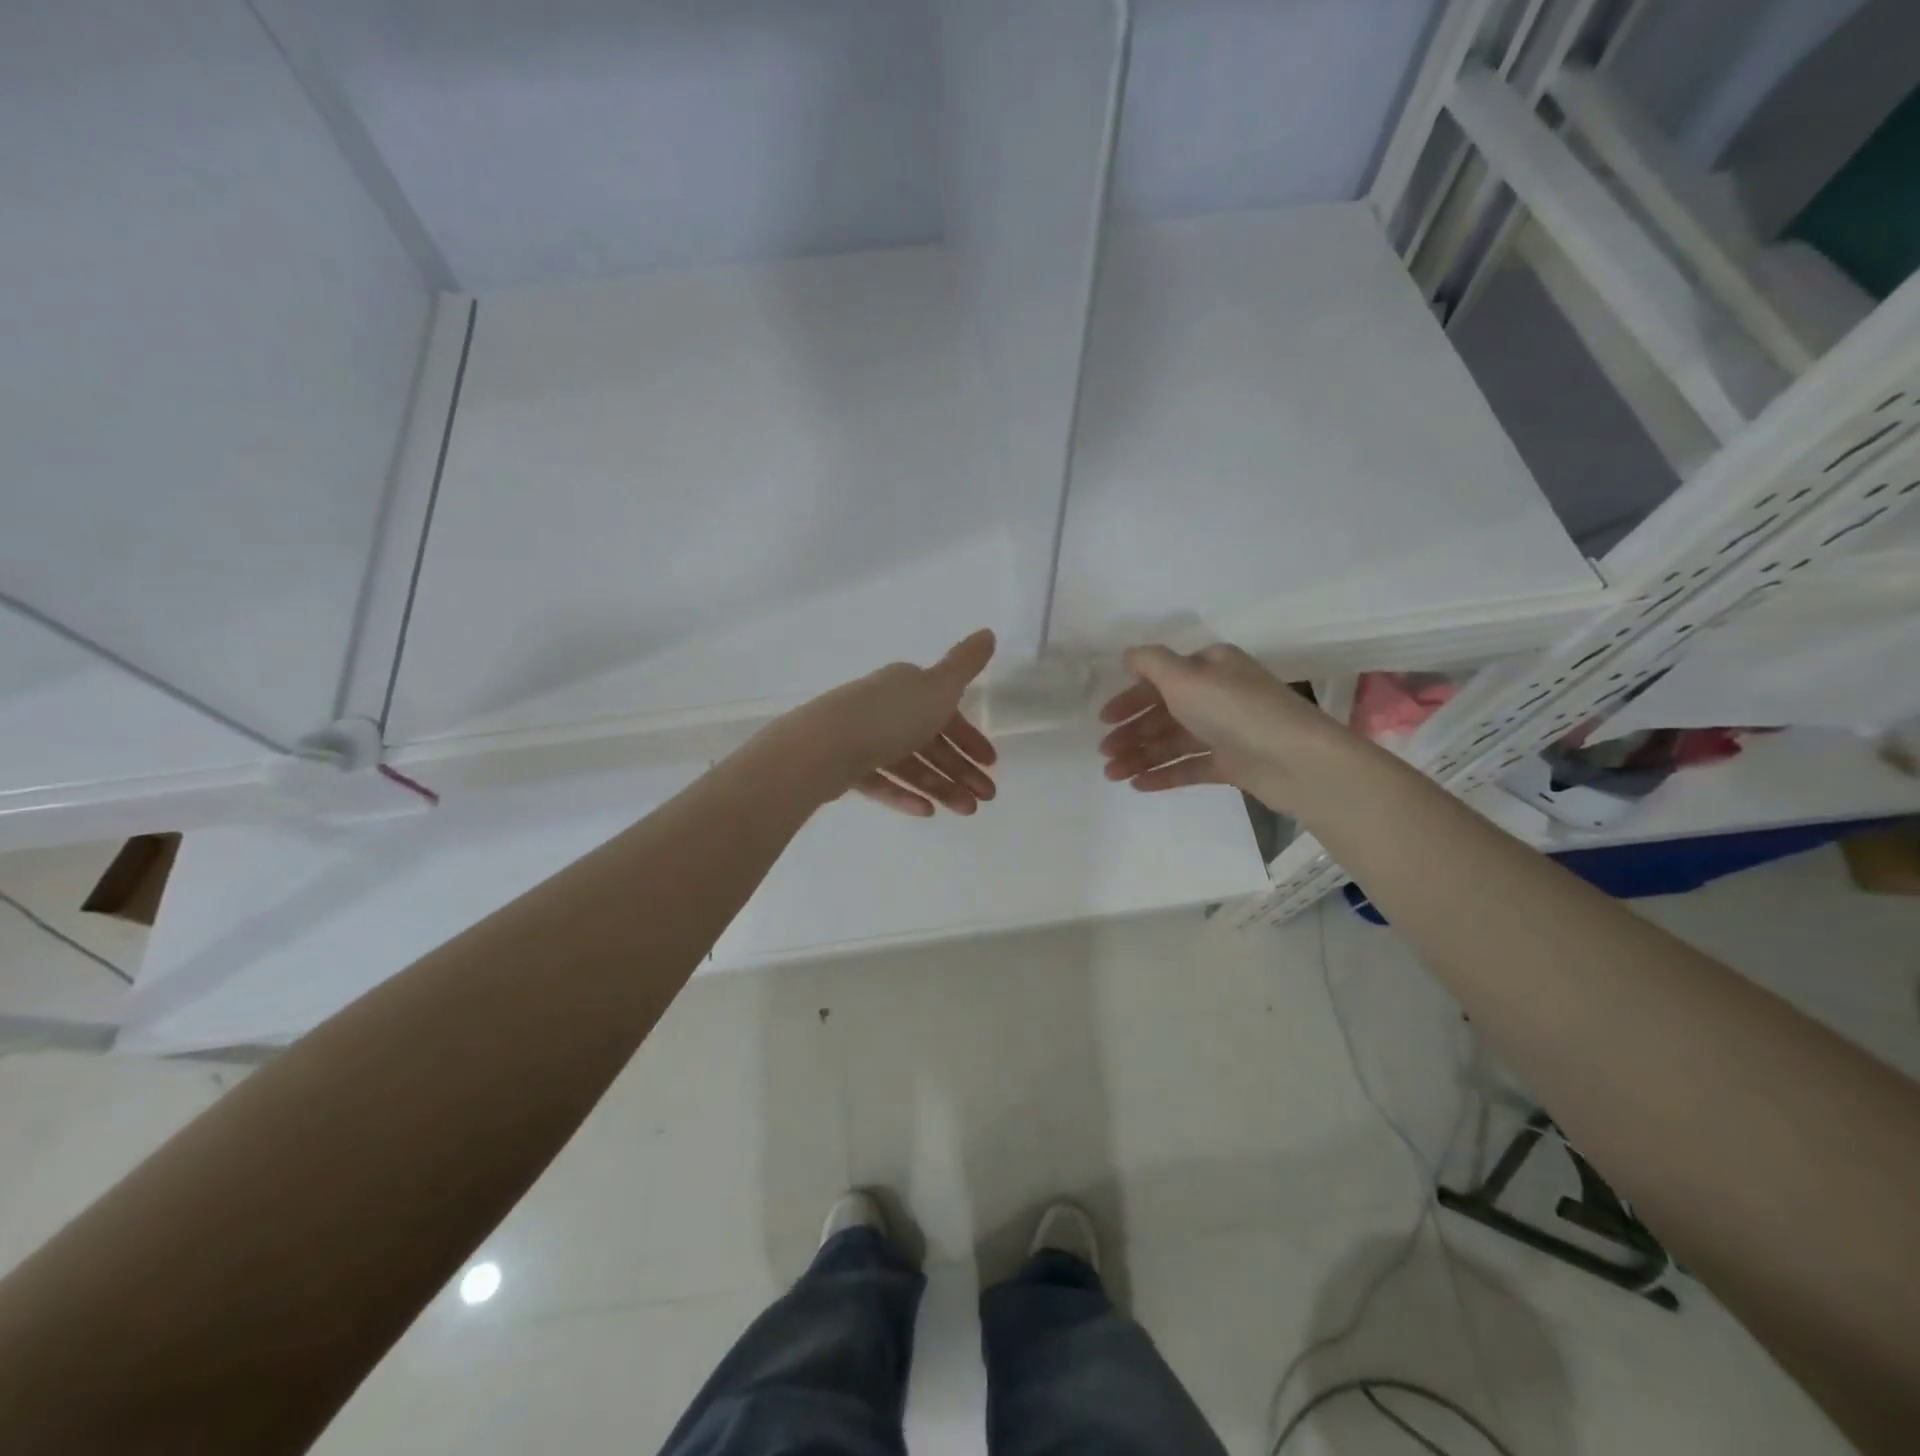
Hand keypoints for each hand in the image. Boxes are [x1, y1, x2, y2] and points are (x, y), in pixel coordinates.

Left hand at [777, 629, 998, 816]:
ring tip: (966, 811)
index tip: (990, 761)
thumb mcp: (939, 686)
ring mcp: (863, 737)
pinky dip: (904, 794)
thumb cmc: (891, 715)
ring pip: (909, 764)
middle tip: (986, 797)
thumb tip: (988, 633)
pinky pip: (882, 781)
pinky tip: (926, 812)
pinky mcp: (846, 766)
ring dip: (941, 786)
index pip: (945, 710)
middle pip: (930, 741)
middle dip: (960, 768)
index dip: (969, 735)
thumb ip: (966, 664)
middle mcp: (885, 708)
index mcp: (907, 687)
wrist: (826, 745)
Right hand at [1097, 643, 1341, 811]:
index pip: (1161, 679)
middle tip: (1104, 752)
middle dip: (1132, 732)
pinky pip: (1190, 766)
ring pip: (1173, 742)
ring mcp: (1225, 731)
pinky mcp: (1232, 763)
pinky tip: (1138, 785)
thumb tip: (1129, 655)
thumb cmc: (1235, 710)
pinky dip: (1164, 774)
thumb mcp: (1186, 677)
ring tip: (1113, 775)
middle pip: (1164, 712)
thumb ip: (1151, 663)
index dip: (1130, 697)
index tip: (1104, 718)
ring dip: (1141, 756)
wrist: (1295, 760)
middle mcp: (1217, 695)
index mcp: (1210, 667)